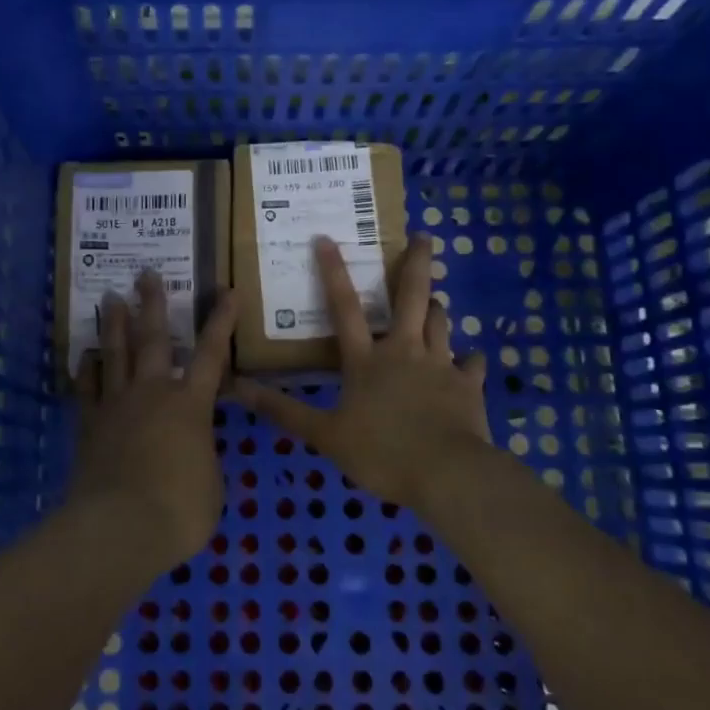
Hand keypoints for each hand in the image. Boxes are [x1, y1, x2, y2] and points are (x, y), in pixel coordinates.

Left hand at [71, 271, 239, 570]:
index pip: (212, 354)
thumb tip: (193, 450)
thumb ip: (203, 456)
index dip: (221, 322)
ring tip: (112, 297)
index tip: (227, 291)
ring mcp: (117, 406)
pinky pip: (88, 389)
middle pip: (153, 340)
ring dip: (115, 325)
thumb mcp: (211, 483)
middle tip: (145, 274)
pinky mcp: (90, 426)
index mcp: (190, 405)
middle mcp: (152, 394)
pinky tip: (86, 356)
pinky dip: (88, 370)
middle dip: (152, 305)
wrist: (120, 527)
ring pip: (115, 355)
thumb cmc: (180, 509)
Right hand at [233, 235, 490, 510]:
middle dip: (417, 262)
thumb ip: (284, 410)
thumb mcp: (325, 435)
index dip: (333, 271)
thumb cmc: (381, 452)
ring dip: (436, 307)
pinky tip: (471, 361)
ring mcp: (441, 364)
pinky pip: (472, 363)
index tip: (326, 238)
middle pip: (412, 296)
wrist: (447, 473)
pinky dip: (470, 360)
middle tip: (424, 236)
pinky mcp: (468, 384)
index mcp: (366, 360)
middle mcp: (404, 350)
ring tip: (434, 300)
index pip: (344, 307)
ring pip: (441, 321)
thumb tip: (237, 389)